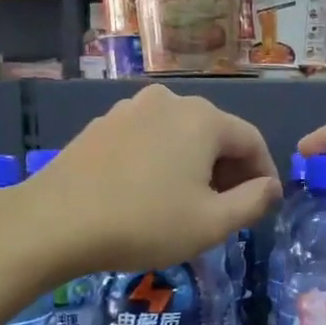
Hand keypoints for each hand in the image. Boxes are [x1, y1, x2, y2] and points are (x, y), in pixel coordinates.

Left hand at [23, 84, 279, 277]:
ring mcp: (131, 109)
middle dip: (229, 171)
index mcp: (203, 119)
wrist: (54, 222)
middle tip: (229, 210)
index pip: (251, 140)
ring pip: (181, 136)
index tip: (264, 205)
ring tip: (189, 204)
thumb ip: (253, 202)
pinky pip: (149, 139)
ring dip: (195, 166)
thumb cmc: (144, 223)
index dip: (264, 174)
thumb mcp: (211, 223)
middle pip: (216, 134)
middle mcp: (169, 102)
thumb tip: (270, 187)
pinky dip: (163, 161)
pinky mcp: (103, 125)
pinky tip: (151, 193)